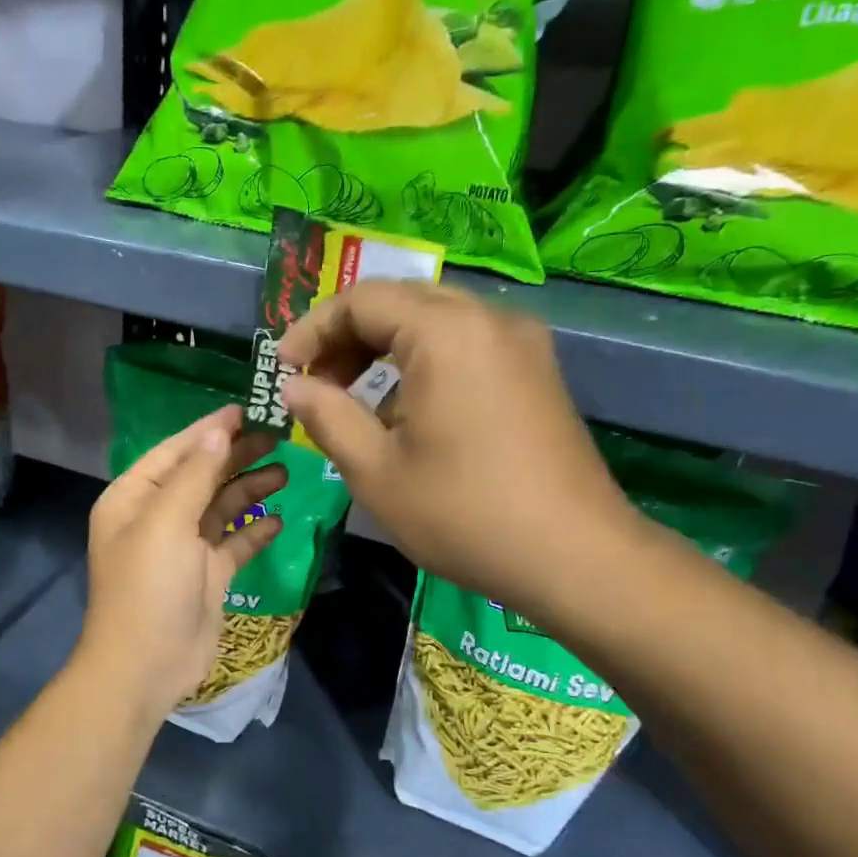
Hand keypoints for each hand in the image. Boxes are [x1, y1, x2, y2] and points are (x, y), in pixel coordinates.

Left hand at [78, 405, 284, 717]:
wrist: (147, 666)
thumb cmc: (149, 586)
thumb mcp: (166, 522)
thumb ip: (195, 474)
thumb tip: (218, 430)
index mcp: (134, 498)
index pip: (175, 451)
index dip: (209, 430)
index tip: (247, 410)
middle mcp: (157, 517)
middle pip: (202, 475)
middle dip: (236, 456)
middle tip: (279, 438)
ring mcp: (184, 548)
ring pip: (221, 507)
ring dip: (250, 489)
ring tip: (286, 472)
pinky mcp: (208, 576)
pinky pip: (235, 543)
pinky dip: (254, 530)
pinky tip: (278, 520)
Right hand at [278, 281, 639, 608]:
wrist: (575, 557)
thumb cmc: (464, 514)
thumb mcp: (376, 471)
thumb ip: (326, 416)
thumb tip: (294, 386)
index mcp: (446, 332)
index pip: (361, 300)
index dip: (311, 329)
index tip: (282, 370)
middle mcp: (489, 318)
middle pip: (400, 301)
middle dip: (347, 336)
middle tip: (315, 383)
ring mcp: (522, 342)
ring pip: (435, 320)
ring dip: (385, 348)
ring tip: (353, 399)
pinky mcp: (537, 370)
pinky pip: (467, 344)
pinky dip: (424, 362)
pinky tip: (407, 410)